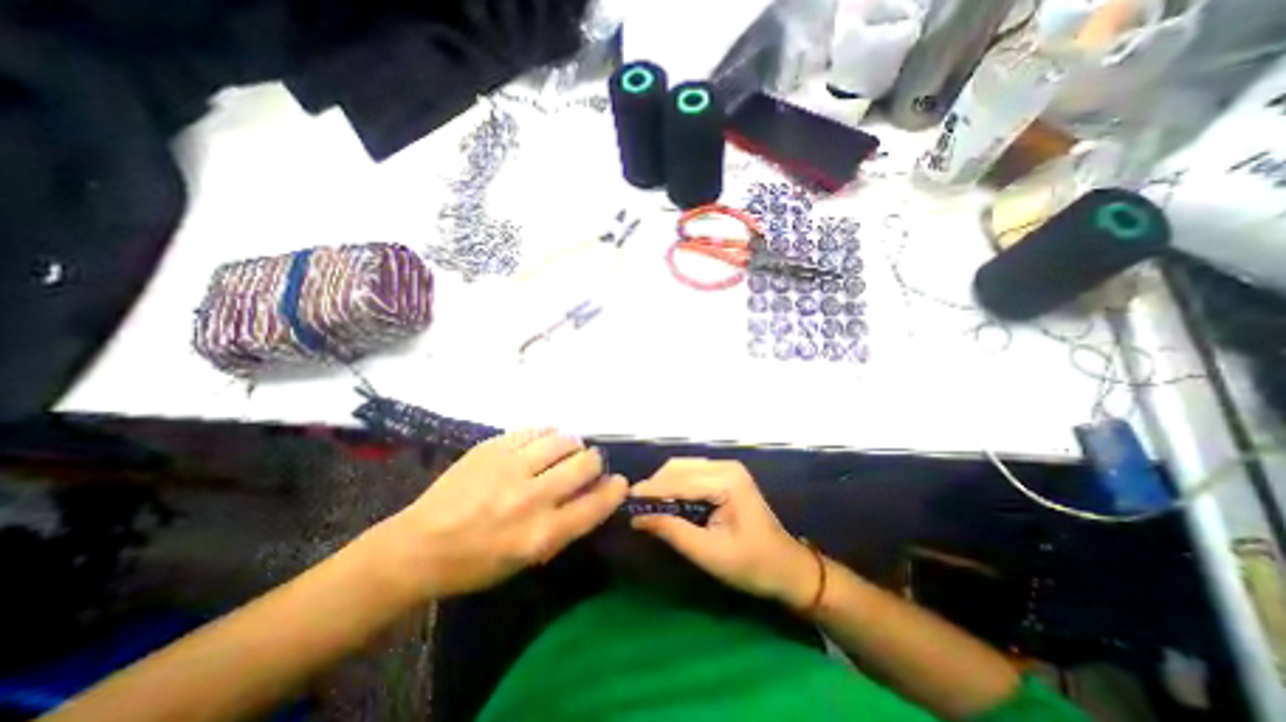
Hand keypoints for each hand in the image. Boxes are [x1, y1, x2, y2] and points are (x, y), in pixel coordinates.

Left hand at [388, 430, 627, 597]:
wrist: (419, 546)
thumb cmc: (476, 562)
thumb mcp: (526, 560)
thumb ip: (565, 527)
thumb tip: (593, 495)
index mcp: (540, 535)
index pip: (595, 504)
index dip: (614, 490)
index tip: (618, 482)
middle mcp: (531, 498)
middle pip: (585, 464)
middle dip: (594, 462)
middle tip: (588, 464)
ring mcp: (511, 467)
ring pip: (564, 440)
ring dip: (573, 445)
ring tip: (567, 450)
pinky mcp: (493, 447)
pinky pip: (536, 430)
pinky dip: (548, 434)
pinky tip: (544, 442)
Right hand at [633, 461, 811, 606]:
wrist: (787, 567)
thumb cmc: (753, 565)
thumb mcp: (710, 554)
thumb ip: (673, 532)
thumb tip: (638, 519)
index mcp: (727, 482)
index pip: (680, 481)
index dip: (651, 490)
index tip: (625, 501)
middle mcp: (726, 467)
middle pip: (679, 467)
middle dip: (655, 485)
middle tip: (635, 507)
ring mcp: (727, 469)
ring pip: (683, 467)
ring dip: (663, 484)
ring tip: (647, 505)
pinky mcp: (726, 475)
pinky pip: (692, 473)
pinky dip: (675, 484)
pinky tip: (666, 500)